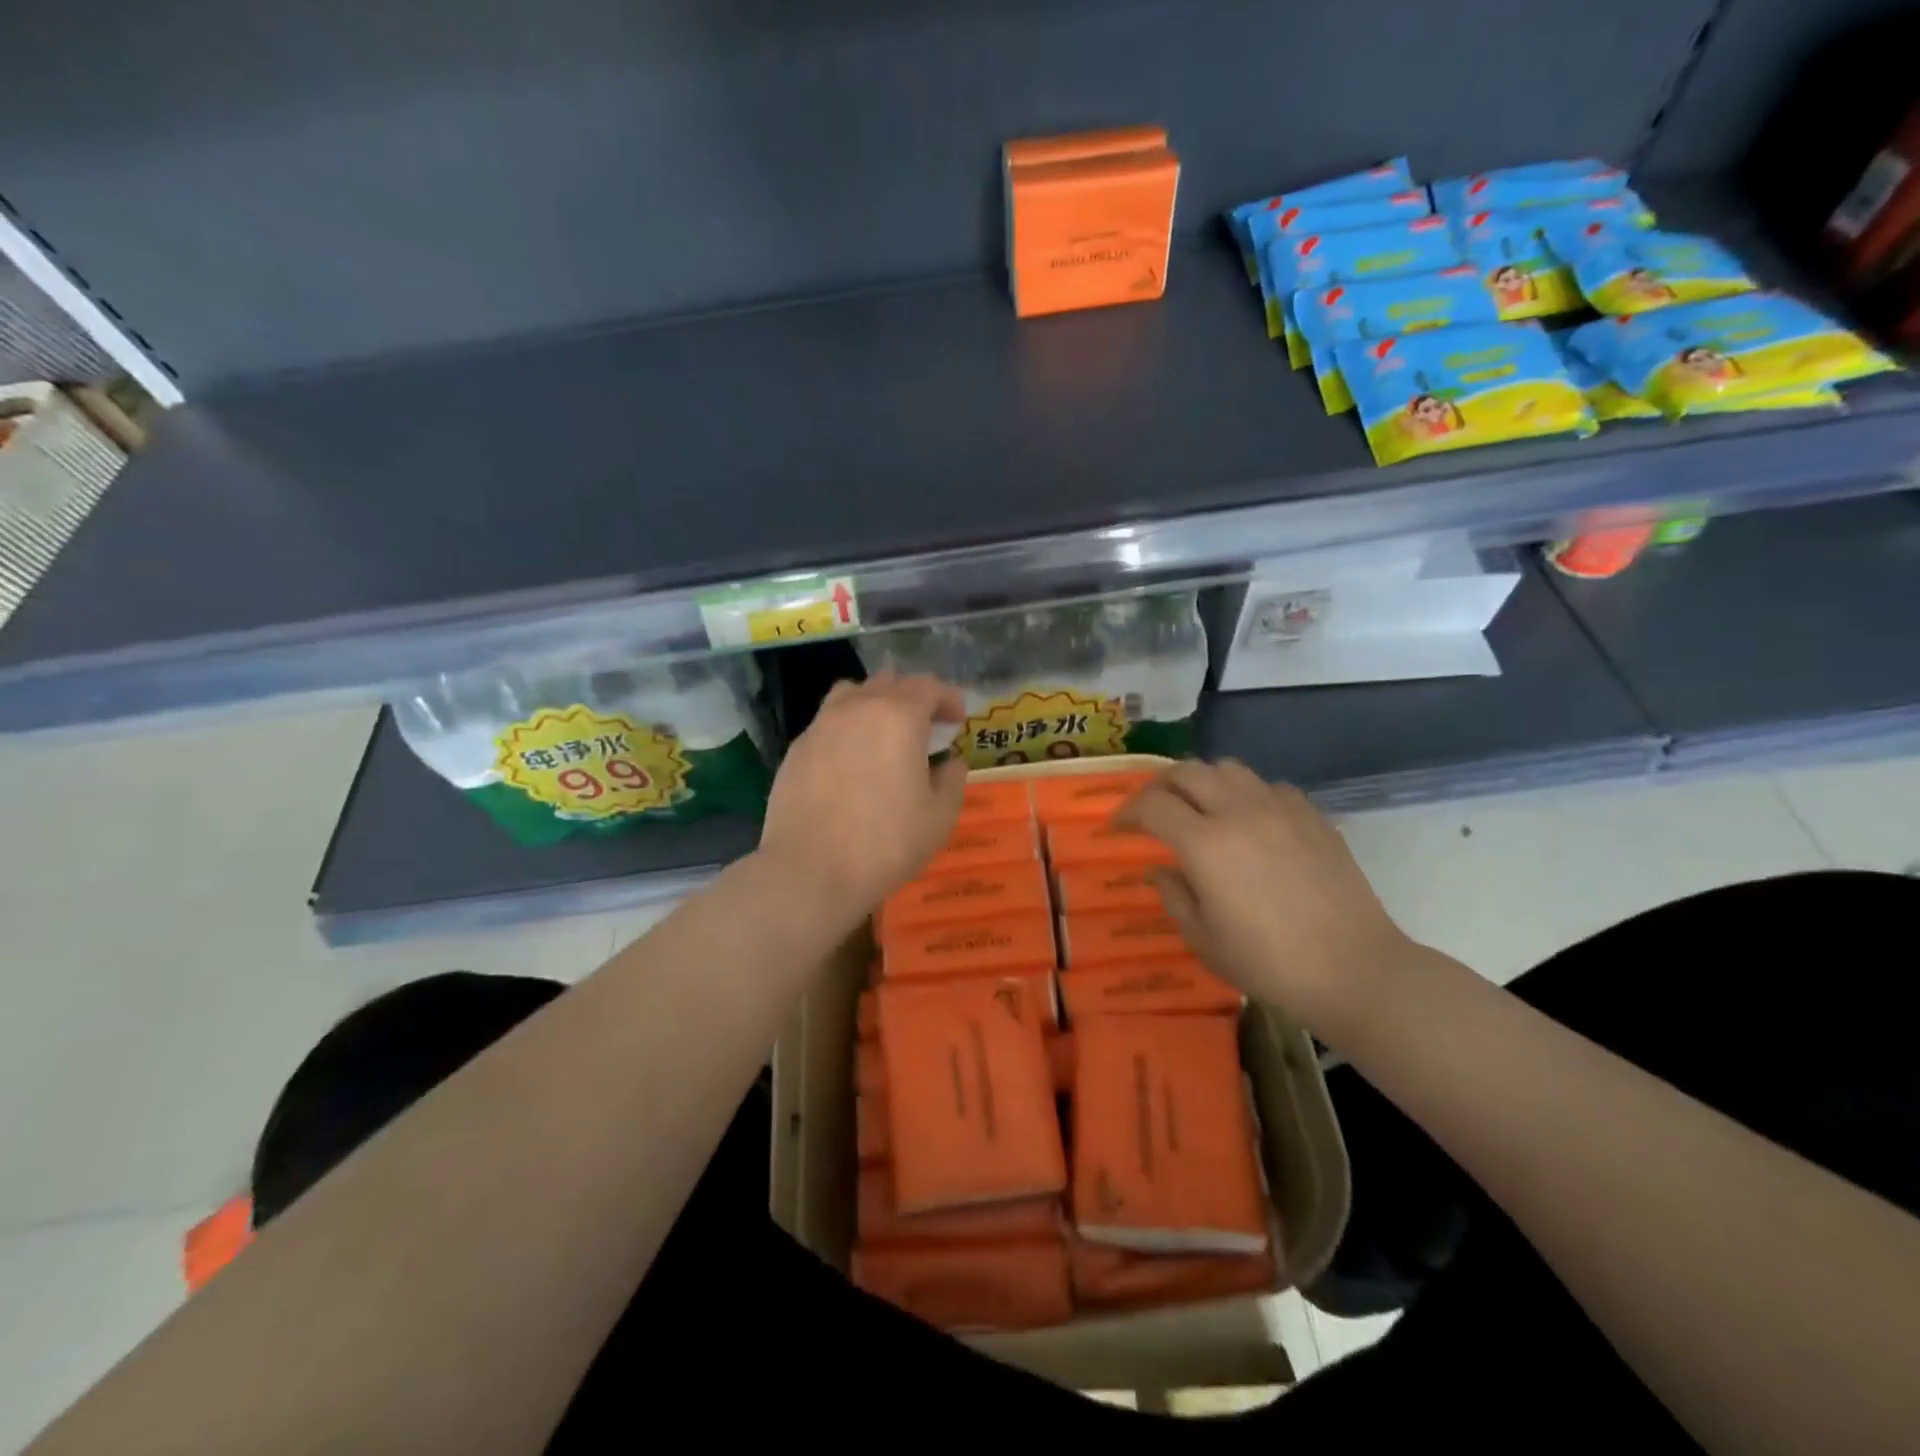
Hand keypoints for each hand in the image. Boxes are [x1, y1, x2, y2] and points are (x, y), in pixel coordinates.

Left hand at [756, 672, 967, 921]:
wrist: (810, 871)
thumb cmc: (885, 843)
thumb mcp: (940, 816)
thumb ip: (952, 778)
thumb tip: (949, 760)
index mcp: (898, 717)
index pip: (928, 687)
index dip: (948, 699)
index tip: (958, 720)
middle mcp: (857, 708)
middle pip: (890, 682)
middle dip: (914, 697)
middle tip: (927, 726)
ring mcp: (821, 725)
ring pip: (853, 693)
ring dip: (876, 703)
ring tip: (885, 732)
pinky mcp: (796, 748)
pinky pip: (828, 721)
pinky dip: (848, 727)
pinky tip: (852, 760)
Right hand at [1116, 760, 1415, 1036]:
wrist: (1354, 970)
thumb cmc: (1269, 963)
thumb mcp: (1204, 940)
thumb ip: (1174, 896)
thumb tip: (1161, 869)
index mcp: (1204, 844)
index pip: (1152, 806)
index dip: (1127, 812)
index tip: (1118, 827)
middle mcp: (1238, 812)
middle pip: (1187, 772)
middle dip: (1159, 787)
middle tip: (1152, 810)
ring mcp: (1280, 809)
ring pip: (1228, 768)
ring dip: (1203, 782)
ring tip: (1200, 808)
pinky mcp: (1312, 816)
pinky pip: (1268, 786)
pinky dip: (1247, 794)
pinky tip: (1250, 821)